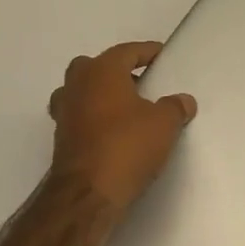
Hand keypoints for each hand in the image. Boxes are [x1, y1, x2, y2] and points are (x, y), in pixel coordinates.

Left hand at [49, 41, 197, 216]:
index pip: (126, 52)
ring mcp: (64, 112)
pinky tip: (113, 132)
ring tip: (127, 108)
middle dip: (117, 71)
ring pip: (82, 91)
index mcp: (101, 71)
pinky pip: (80, 116)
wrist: (88, 194)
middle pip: (96, 67)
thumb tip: (183, 101)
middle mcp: (77, 85)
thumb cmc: (127, 146)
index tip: (160, 55)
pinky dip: (95, 118)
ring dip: (101, 95)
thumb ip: (175, 107)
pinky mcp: (61, 138)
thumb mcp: (164, 124)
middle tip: (141, 83)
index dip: (146, 52)